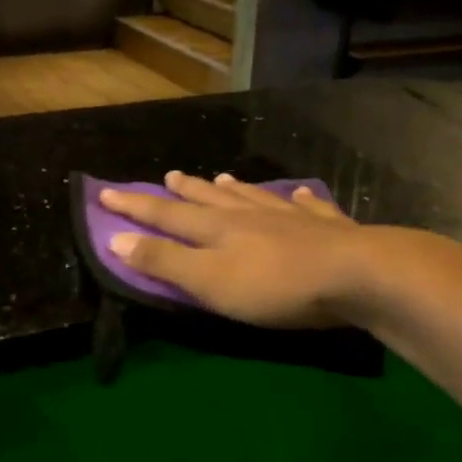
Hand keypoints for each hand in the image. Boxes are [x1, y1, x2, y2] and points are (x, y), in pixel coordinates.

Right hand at [99, 171, 396, 327]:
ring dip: (233, 189)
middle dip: (185, 190)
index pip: (165, 214)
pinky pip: (307, 207)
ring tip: (221, 178)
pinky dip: (299, 199)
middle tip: (169, 176)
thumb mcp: (208, 281)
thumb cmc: (274, 285)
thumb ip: (163, 261)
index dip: (134, 206)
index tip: (105, 192)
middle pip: (209, 199)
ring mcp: (290, 217)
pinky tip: (300, 194)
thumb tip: (116, 238)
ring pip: (253, 197)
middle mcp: (249, 215)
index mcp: (216, 228)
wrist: (356, 274)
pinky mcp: (327, 228)